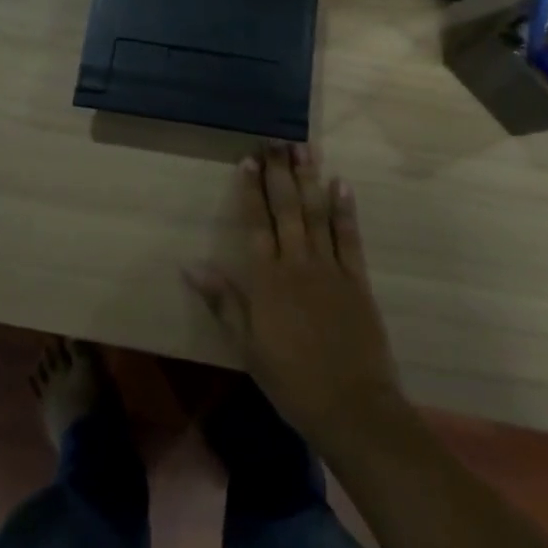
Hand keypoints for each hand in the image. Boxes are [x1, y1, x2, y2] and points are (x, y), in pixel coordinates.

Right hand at [186, 143, 407, 458]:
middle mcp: (297, 263)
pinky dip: (345, 209)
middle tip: (274, 140)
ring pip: (317, 213)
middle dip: (279, 172)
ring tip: (304, 148)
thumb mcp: (247, 346)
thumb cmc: (291, 381)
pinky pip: (349, 237)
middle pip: (286, 209)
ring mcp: (330, 268)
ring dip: (310, 179)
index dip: (250, 190)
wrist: (352, 407)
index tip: (247, 159)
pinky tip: (341, 183)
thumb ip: (223, 301)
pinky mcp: (357, 279)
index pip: (255, 223)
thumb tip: (190, 265)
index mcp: (267, 280)